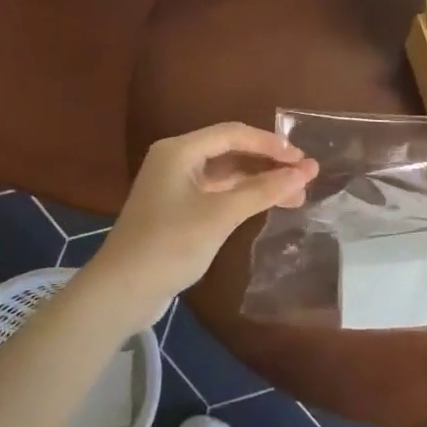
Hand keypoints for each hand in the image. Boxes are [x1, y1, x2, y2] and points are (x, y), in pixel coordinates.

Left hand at [87, 123, 317, 328]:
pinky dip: (243, 197)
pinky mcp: (176, 210)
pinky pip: (217, 193)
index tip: (303, 160)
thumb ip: (264, 190)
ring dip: (259, 183)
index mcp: (179, 150)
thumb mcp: (221, 215)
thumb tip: (305, 172)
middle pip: (231, 152)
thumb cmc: (170, 244)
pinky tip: (267, 206)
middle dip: (269, 164)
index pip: (233, 134)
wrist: (121, 292)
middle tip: (305, 178)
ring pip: (226, 175)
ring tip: (296, 196)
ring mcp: (175, 186)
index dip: (271, 144)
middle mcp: (176, 161)